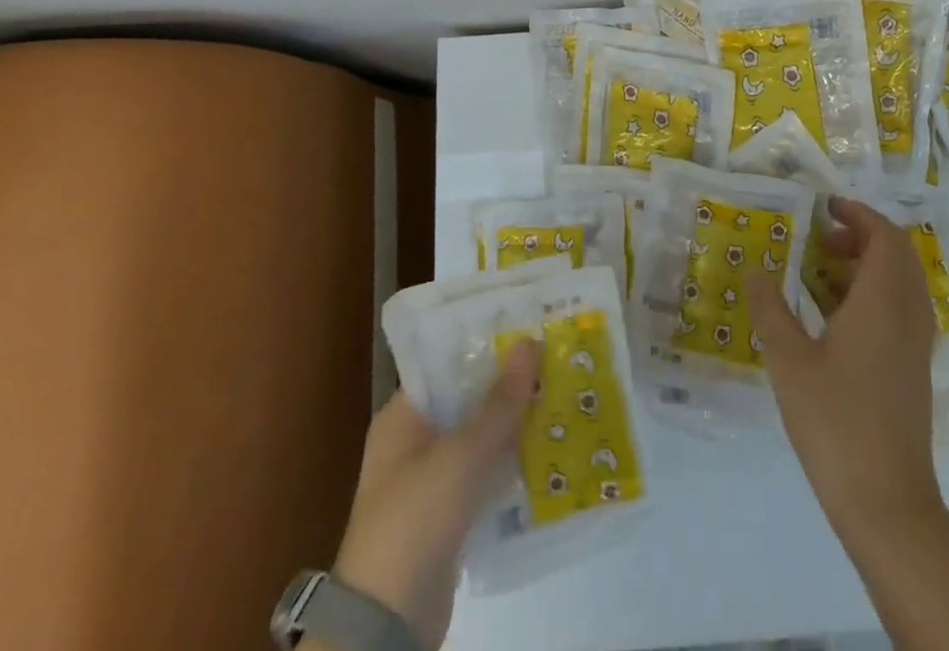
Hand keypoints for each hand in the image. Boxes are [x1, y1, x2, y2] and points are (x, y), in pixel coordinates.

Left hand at [332, 341, 538, 648]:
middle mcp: (413, 441)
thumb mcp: (461, 456)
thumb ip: (499, 404)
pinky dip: (510, 462)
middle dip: (507, 384)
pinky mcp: (448, 514)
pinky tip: (548, 450)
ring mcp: (430, 480)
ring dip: (513, 423)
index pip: (446, 364)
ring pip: (479, 437)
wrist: (387, 624)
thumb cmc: (415, 519)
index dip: (485, 344)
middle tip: (554, 358)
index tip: (527, 326)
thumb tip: (529, 343)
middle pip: (466, 399)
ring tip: (561, 395)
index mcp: (402, 416)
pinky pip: (484, 474)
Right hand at [747, 197, 941, 535]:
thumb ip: (770, 308)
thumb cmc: (835, 421)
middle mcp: (909, 314)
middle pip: (898, 254)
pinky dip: (874, 294)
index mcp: (883, 301)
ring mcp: (916, 345)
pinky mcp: (914, 370)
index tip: (825, 206)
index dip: (858, 213)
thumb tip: (755, 269)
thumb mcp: (789, 360)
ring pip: (901, 283)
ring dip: (868, 265)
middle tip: (821, 238)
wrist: (886, 503)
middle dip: (862, 236)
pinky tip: (836, 318)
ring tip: (823, 272)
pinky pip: (901, 309)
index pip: (884, 236)